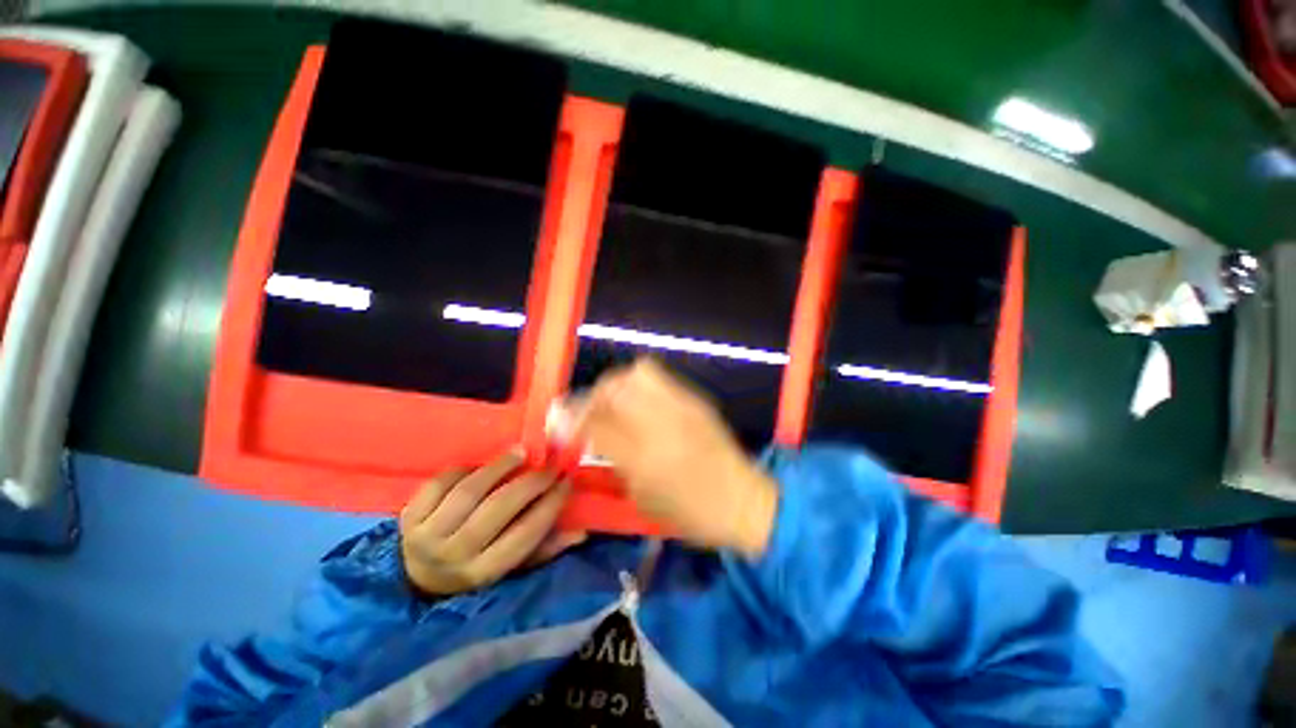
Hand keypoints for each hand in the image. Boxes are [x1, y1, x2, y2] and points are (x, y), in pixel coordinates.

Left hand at [399, 452, 581, 595]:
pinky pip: (440, 483)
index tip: (567, 480)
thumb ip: (545, 549)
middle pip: (499, 508)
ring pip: (470, 491)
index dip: (551, 503)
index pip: (526, 533)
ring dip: (500, 466)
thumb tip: (582, 531)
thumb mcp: (510, 570)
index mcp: (483, 573)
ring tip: (521, 452)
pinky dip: (464, 469)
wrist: (415, 579)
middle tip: (549, 465)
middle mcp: (454, 556)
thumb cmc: (474, 571)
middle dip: (531, 481)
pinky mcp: (409, 517)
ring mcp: (427, 535)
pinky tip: (480, 466)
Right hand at [569, 359, 778, 556]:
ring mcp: (681, 406)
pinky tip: (641, 402)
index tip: (558, 417)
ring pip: (637, 373)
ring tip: (615, 401)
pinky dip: (640, 384)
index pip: (595, 424)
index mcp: (645, 458)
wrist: (744, 499)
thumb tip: (587, 437)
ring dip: (617, 384)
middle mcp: (661, 423)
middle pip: (614, 388)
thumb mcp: (644, 498)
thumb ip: (613, 463)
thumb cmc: (692, 512)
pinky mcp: (695, 399)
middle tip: (590, 409)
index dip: (570, 417)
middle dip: (593, 394)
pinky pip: (659, 377)